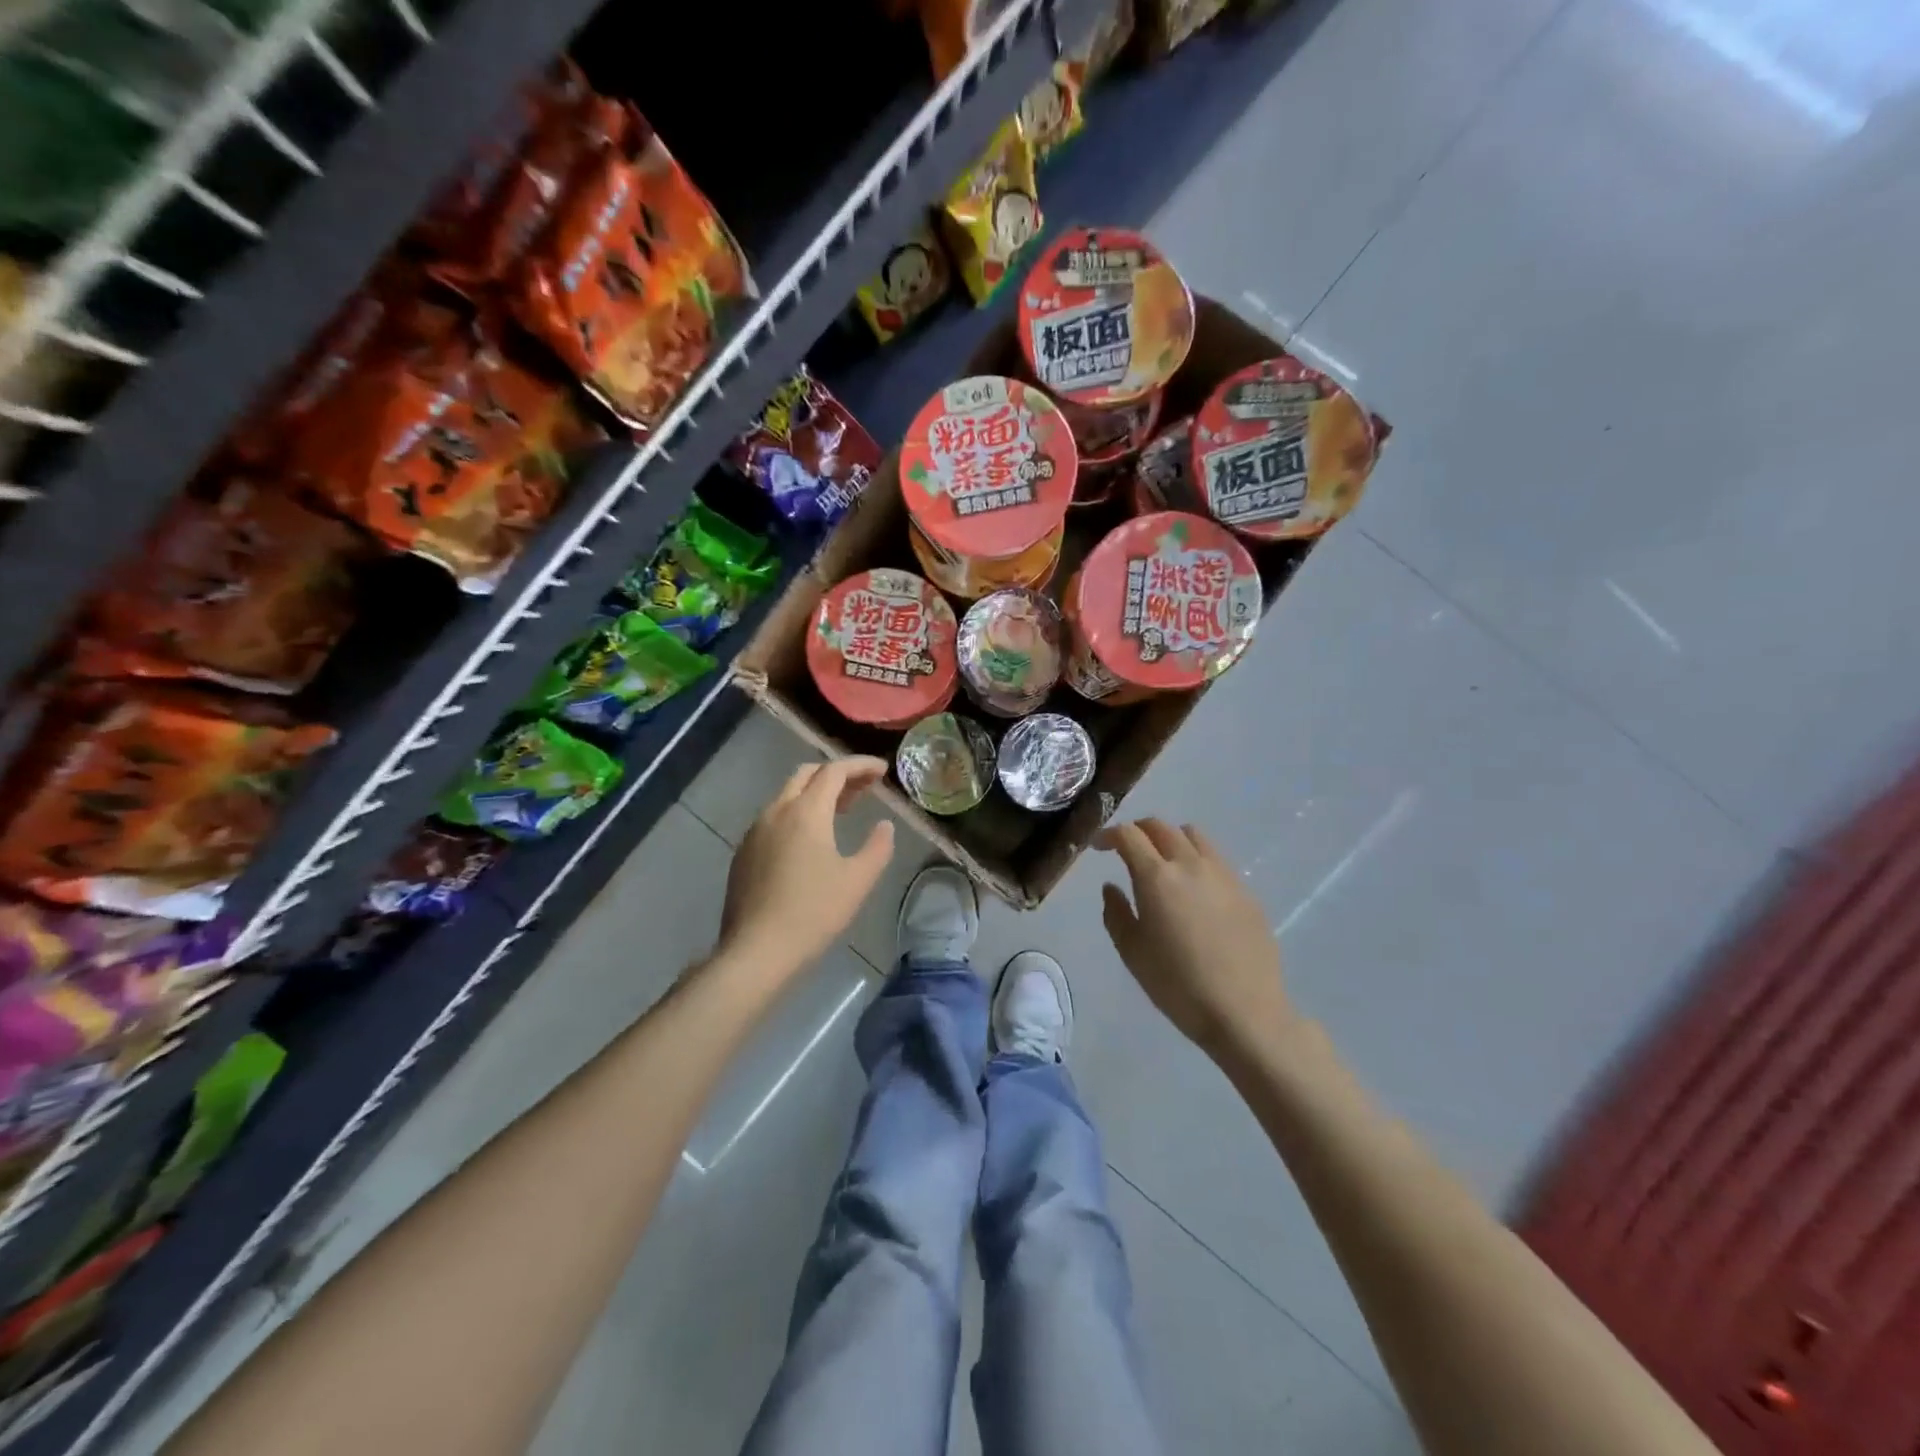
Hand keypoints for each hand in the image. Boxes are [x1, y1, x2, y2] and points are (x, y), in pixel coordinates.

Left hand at [717, 757, 895, 981]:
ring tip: (841, 811)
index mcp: (805, 812)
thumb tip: (884, 826)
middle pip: (806, 775)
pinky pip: (774, 818)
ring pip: (787, 796)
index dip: (860, 765)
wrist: (756, 951)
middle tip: (863, 789)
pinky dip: (797, 814)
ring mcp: (755, 832)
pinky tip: (810, 841)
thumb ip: (877, 847)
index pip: (834, 771)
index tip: (882, 771)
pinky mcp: (744, 853)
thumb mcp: (858, 881)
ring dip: (816, 794)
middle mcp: (776, 812)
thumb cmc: (813, 913)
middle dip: (837, 774)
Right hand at [1097, 819, 1297, 1062]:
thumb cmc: (1178, 986)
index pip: (1129, 835)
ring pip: (1193, 836)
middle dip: (1139, 830)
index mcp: (1157, 877)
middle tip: (1127, 849)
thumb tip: (1112, 887)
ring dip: (1171, 839)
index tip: (1099, 847)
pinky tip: (1195, 890)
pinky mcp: (1246, 891)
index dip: (1109, 834)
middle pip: (1161, 827)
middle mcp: (1190, 864)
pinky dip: (1197, 859)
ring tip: (1164, 863)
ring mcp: (1223, 875)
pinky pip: (1216, 859)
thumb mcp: (1132, 953)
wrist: (1245, 1012)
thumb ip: (1116, 913)